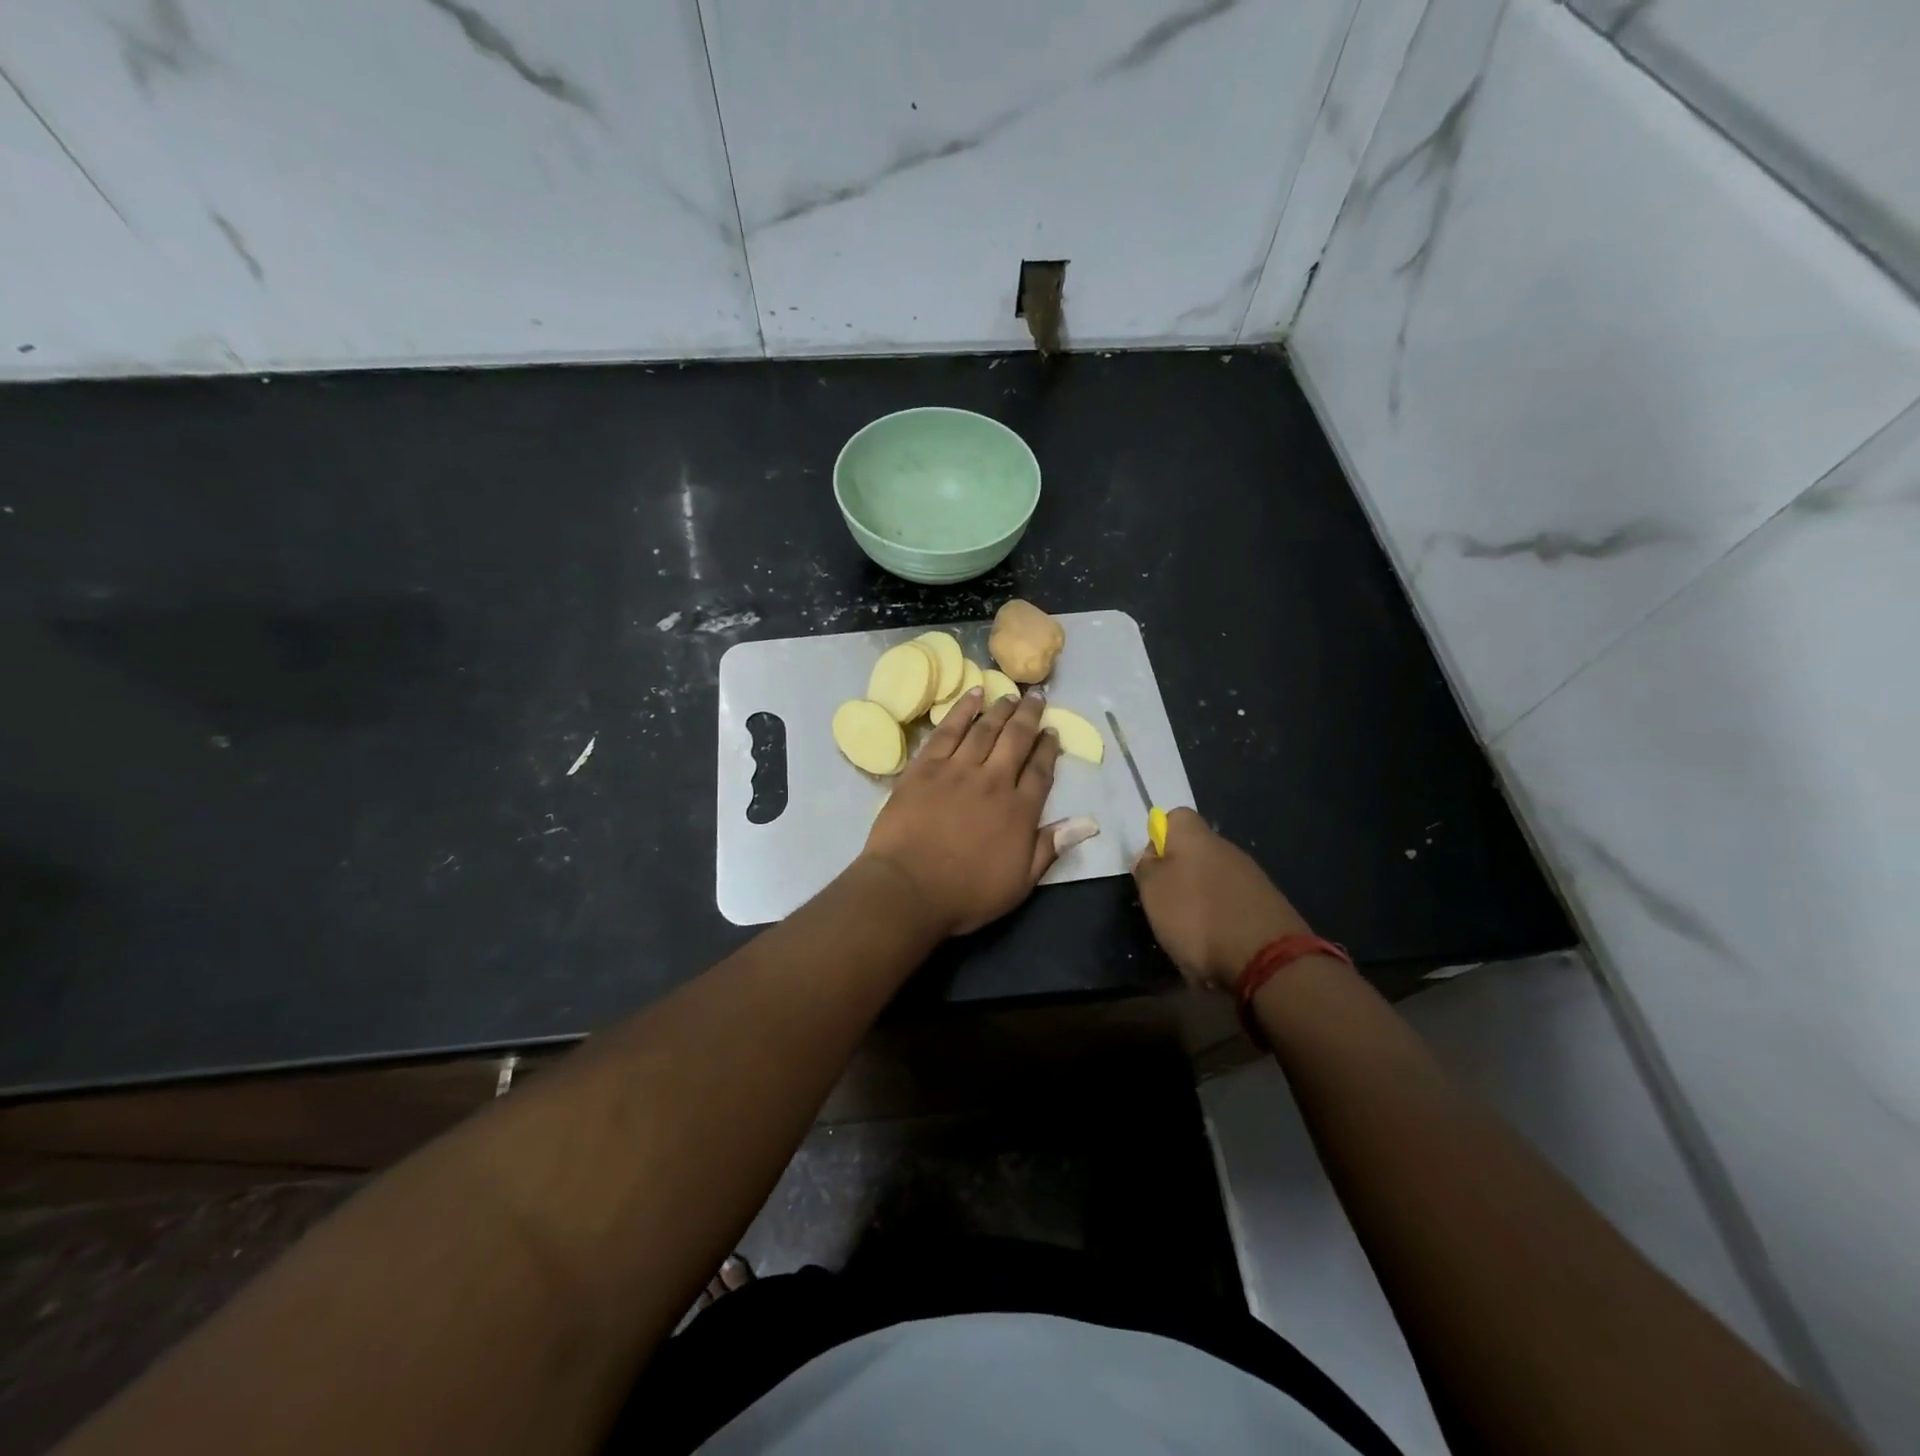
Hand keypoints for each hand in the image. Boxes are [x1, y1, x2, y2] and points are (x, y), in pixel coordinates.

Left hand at [860, 689, 1063, 936]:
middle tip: (1037, 697)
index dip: (1049, 749)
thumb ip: (1050, 847)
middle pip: (1016, 739)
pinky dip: (962, 710)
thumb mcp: (1020, 882)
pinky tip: (973, 695)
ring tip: (1010, 695)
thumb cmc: (966, 893)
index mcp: (1020, 810)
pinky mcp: (925, 766)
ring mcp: (958, 769)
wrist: (908, 887)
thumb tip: (1088, 823)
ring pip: (985, 729)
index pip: (1040, 770)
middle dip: (1029, 716)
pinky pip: (948, 730)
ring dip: (1000, 709)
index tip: (1053, 732)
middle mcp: (993, 781)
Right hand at [1132, 808, 1312, 991]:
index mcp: (1196, 838)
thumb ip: (1146, 867)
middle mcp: (1227, 848)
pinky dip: (1222, 919)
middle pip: (1195, 851)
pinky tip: (1218, 943)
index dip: (1159, 838)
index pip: (1175, 817)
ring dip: (1200, 900)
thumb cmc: (1197, 917)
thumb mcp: (1153, 892)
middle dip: (1179, 874)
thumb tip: (1150, 856)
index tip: (1151, 867)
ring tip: (1190, 932)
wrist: (1267, 959)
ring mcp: (1252, 876)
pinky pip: (1234, 903)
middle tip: (1165, 905)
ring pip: (1214, 879)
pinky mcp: (1268, 905)